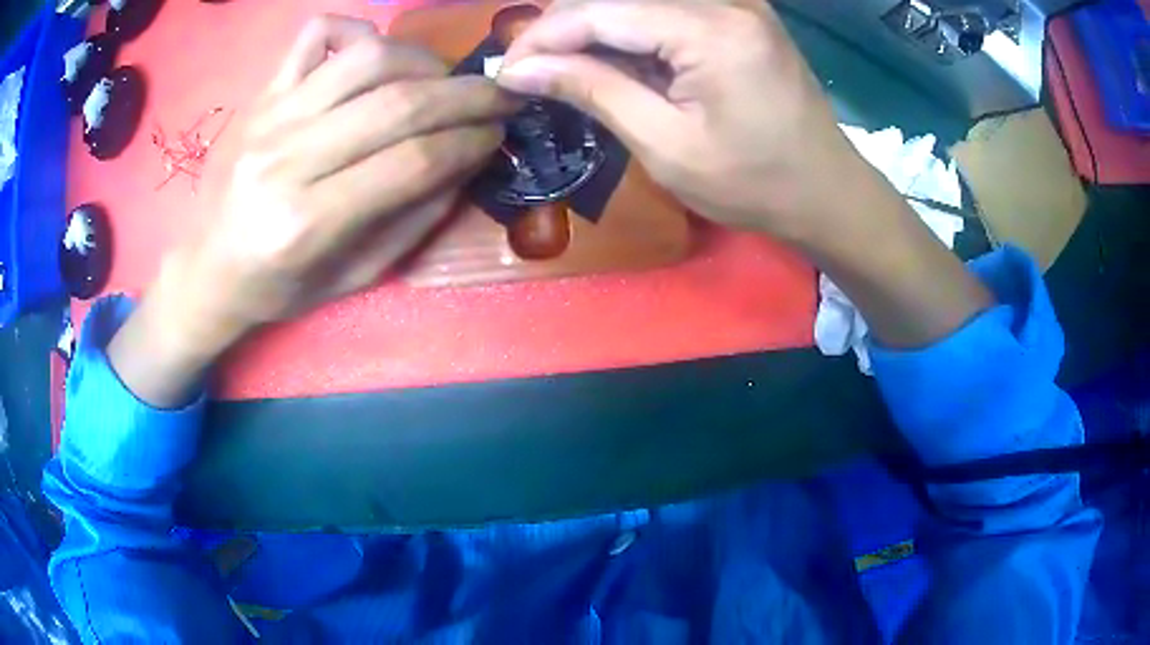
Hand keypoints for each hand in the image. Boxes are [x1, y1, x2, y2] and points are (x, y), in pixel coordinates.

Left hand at [107, 15, 516, 405]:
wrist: (212, 268)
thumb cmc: (281, 286)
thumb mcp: (355, 277)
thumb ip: (415, 219)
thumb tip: (468, 160)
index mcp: (307, 222)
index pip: (413, 161)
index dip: (470, 141)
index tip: (501, 134)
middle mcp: (286, 159)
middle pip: (397, 103)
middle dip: (467, 95)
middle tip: (501, 96)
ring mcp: (271, 117)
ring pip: (366, 58)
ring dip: (424, 61)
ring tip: (443, 80)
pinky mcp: (264, 94)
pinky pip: (315, 34)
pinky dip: (357, 29)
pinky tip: (376, 55)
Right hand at [497, 0, 858, 241]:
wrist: (827, 192)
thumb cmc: (754, 184)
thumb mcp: (666, 146)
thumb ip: (594, 91)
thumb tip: (522, 69)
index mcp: (712, 29)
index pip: (601, 10)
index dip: (544, 37)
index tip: (507, 71)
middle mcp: (726, 0)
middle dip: (564, 29)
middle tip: (530, 71)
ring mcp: (737, 3)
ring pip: (639, 1)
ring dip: (595, 29)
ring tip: (563, 69)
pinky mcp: (740, 14)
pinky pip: (667, 10)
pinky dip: (631, 31)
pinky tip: (612, 60)